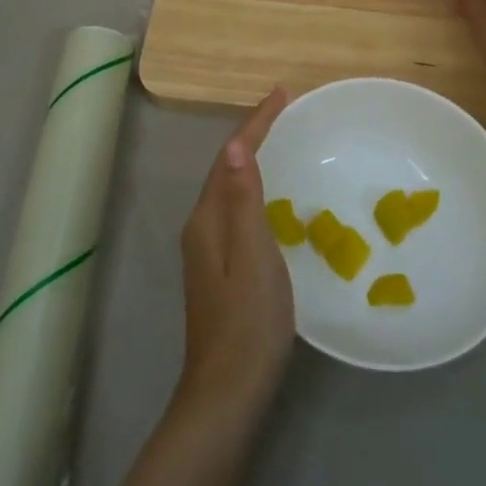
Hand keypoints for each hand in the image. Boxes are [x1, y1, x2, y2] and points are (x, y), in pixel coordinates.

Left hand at [177, 89, 293, 412]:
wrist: (228, 392)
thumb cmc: (248, 321)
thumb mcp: (253, 255)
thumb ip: (243, 200)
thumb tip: (233, 145)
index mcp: (207, 219)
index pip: (229, 157)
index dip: (255, 123)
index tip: (281, 93)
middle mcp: (201, 227)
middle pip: (225, 168)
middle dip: (252, 135)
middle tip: (284, 111)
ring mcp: (208, 251)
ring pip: (229, 190)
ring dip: (251, 160)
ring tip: (281, 141)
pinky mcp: (220, 269)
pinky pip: (236, 210)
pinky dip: (254, 189)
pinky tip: (273, 198)